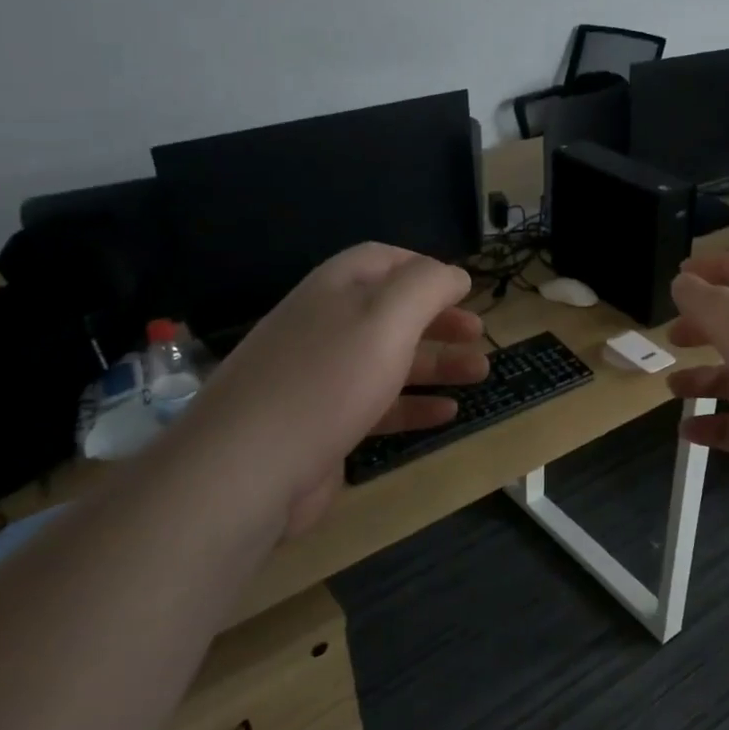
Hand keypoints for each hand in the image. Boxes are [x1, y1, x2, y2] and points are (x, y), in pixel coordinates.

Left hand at [180, 243, 486, 537]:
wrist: (248, 469)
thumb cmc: (327, 380)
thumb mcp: (386, 317)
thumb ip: (426, 286)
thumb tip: (454, 274)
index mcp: (334, 290)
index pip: (382, 260)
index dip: (424, 268)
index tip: (463, 288)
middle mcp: (325, 328)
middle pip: (390, 313)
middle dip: (438, 320)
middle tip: (478, 334)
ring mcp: (321, 380)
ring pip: (389, 361)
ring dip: (436, 364)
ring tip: (480, 373)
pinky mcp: (324, 427)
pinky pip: (378, 407)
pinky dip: (414, 406)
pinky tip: (447, 413)